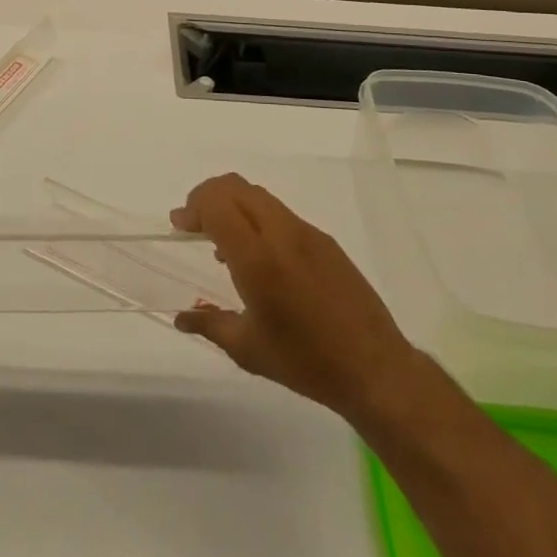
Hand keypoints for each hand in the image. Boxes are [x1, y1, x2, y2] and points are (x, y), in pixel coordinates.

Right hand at [171, 173, 415, 424]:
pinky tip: (260, 257)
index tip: (179, 226)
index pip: (217, 204)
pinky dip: (257, 218)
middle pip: (235, 187)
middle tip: (194, 225)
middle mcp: (281, 234)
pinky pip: (281, 214)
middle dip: (208, 197)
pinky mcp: (325, 241)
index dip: (193, 206)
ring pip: (259, 196)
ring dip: (233, 206)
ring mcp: (307, 233)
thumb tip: (181, 317)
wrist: (377, 369)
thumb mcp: (249, 350)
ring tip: (224, 243)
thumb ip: (210, 325)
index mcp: (258, 259)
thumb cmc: (307, 362)